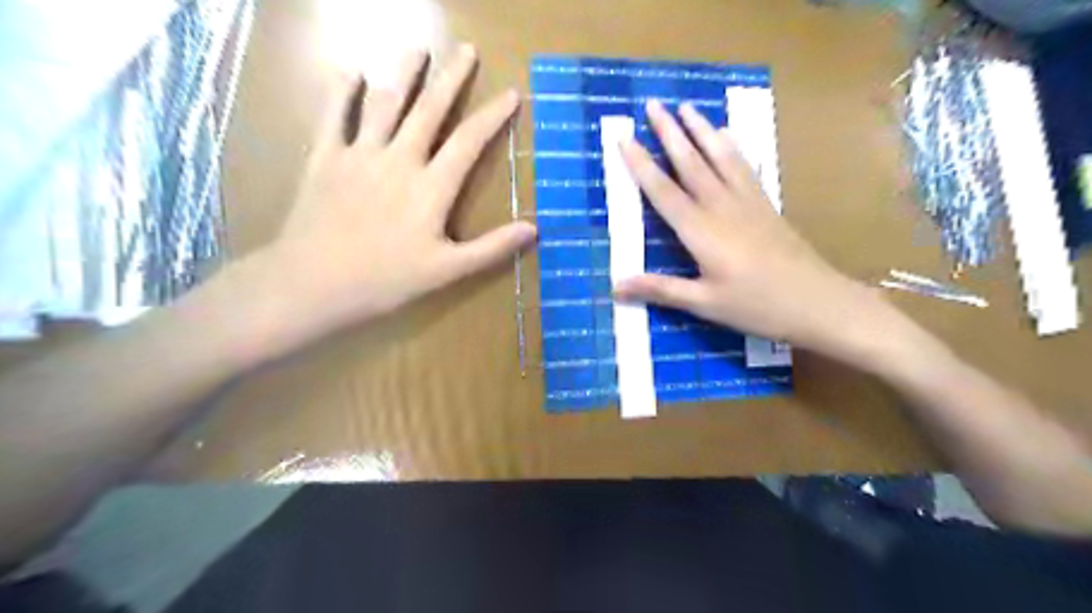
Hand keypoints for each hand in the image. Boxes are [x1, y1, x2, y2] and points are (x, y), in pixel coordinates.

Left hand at [264, 45, 536, 337]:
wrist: (314, 282)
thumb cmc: (387, 280)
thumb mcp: (448, 270)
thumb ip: (491, 248)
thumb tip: (533, 229)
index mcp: (431, 187)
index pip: (469, 142)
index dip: (492, 116)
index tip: (511, 93)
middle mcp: (399, 160)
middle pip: (429, 111)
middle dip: (451, 79)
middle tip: (466, 50)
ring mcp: (360, 155)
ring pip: (385, 104)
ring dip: (404, 74)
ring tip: (418, 50)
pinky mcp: (325, 159)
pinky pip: (335, 117)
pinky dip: (343, 92)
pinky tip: (351, 72)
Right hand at [614, 101, 876, 355]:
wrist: (817, 302)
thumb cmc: (757, 306)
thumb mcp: (704, 303)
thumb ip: (661, 289)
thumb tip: (616, 286)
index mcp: (701, 231)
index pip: (663, 192)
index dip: (641, 165)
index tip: (625, 138)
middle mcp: (721, 207)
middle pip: (691, 163)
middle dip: (669, 133)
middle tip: (653, 104)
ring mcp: (747, 202)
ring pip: (719, 157)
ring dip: (701, 129)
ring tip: (686, 106)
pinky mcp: (765, 205)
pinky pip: (744, 167)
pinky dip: (732, 147)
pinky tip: (728, 135)